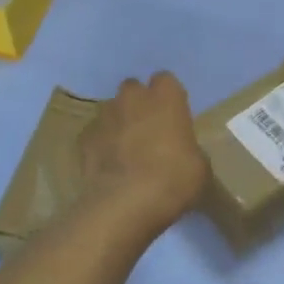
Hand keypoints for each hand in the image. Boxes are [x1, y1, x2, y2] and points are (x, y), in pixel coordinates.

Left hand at [77, 72, 208, 239]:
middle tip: (148, 129)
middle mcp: (133, 98)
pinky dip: (101, 145)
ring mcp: (105, 117)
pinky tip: (108, 166)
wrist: (125, 203)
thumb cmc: (173, 179)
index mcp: (166, 98)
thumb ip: (188, 148)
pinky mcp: (84, 139)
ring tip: (126, 149)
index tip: (173, 115)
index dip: (168, 96)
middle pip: (133, 88)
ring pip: (111, 110)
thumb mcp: (199, 166)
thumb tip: (182, 152)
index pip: (166, 80)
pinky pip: (95, 135)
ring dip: (119, 122)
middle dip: (139, 103)